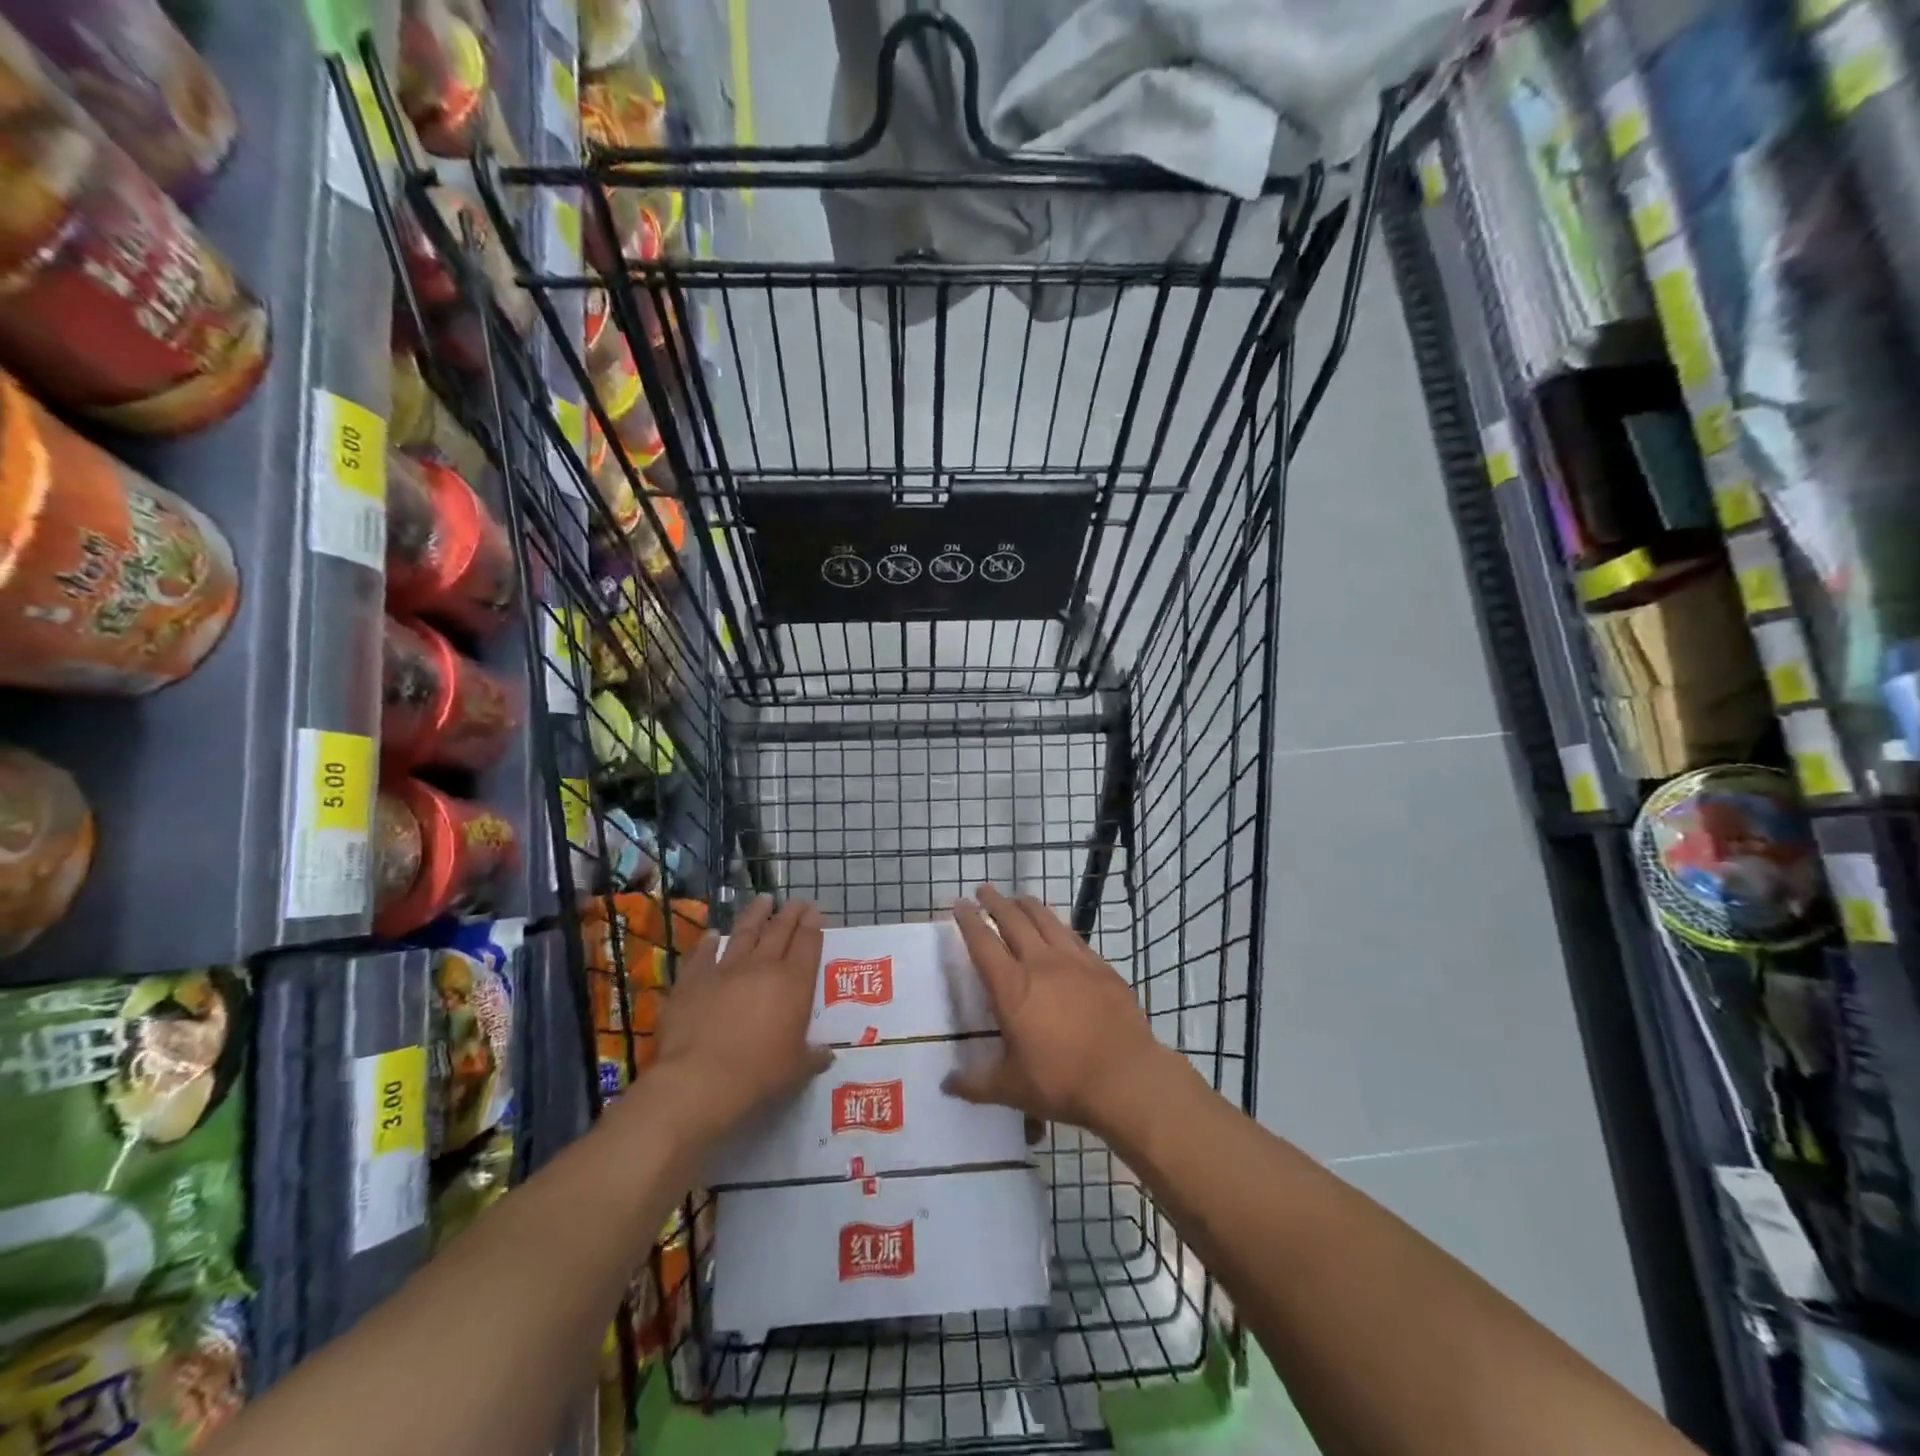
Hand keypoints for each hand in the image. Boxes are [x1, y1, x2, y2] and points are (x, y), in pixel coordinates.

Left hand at [650, 896, 832, 1143]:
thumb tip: (827, 1054)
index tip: (817, 912)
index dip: (814, 925)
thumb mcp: (796, 1070)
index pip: (808, 943)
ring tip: (763, 900)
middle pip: (780, 930)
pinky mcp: (693, 979)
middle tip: (798, 901)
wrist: (699, 1079)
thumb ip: (813, 1057)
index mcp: (794, 983)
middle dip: (791, 912)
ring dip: (756, 914)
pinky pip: (703, 954)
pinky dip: (709, 942)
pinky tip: (713, 934)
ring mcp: (725, 969)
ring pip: (744, 931)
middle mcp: (762, 966)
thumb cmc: (758, 1074)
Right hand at [944, 885, 1167, 1138]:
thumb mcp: (1011, 1089)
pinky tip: (1059, 927)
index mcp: (1011, 987)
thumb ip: (975, 1084)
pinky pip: (1074, 936)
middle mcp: (1040, 963)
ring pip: (1046, 920)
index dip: (968, 921)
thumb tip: (946, 1085)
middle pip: (1013, 920)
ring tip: (1018, 897)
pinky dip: (1059, 924)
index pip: (983, 943)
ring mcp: (1074, 961)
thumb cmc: (1062, 1082)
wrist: (1126, 1077)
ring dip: (1028, 905)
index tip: (959, 904)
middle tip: (984, 890)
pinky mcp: (1101, 967)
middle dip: (995, 902)